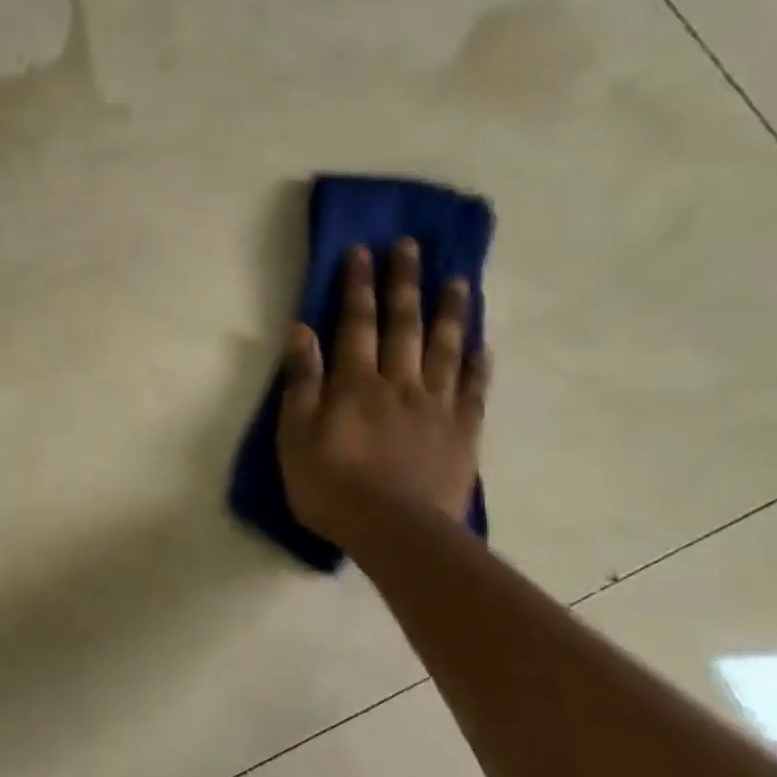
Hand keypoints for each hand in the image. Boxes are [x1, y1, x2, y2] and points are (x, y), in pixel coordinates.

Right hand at [277, 239, 489, 548]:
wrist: (394, 530)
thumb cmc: (331, 485)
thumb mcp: (295, 435)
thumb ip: (301, 382)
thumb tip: (301, 330)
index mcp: (355, 384)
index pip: (356, 324)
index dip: (357, 286)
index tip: (361, 252)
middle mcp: (399, 383)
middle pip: (403, 324)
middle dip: (403, 283)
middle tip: (409, 246)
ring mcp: (436, 405)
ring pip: (444, 347)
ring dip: (448, 311)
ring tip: (456, 279)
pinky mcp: (462, 431)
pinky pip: (473, 388)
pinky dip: (477, 362)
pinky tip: (481, 344)